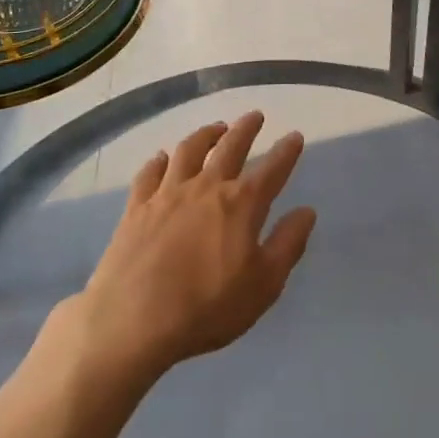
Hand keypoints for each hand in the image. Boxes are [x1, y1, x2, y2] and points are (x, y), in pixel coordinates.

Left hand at [71, 112, 315, 381]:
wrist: (132, 321)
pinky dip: (159, 161)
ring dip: (205, 135)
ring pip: (189, 151)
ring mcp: (167, 194)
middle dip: (245, 129)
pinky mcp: (137, 208)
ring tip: (215, 128)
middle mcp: (206, 188)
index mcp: (241, 204)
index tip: (294, 136)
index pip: (272, 169)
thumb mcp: (264, 285)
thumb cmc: (207, 308)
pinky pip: (149, 173)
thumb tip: (306, 211)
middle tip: (254, 116)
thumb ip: (287, 244)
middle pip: (230, 148)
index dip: (286, 152)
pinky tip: (162, 158)